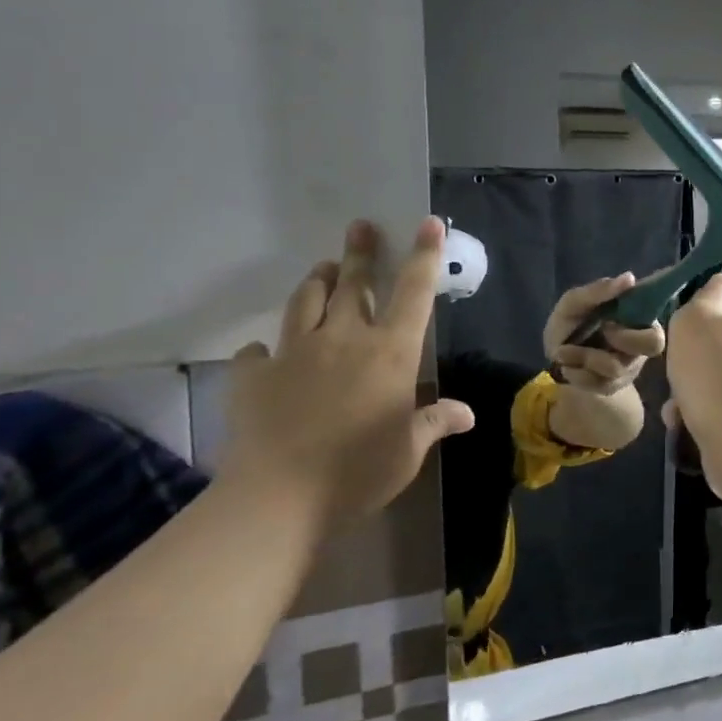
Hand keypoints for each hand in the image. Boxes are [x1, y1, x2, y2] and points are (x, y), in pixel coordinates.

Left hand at [220, 219, 473, 527]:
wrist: (279, 497)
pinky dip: (268, 346)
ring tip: (323, 270)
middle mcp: (345, 338)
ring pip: (306, 300)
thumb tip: (467, 413)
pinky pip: (259, 349)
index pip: (414, 292)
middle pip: (355, 283)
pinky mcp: (253, 374)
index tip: (428, 223)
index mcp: (391, 352)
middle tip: (360, 228)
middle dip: (359, 252)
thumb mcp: (409, 449)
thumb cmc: (360, 471)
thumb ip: (435, 421)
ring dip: (317, 281)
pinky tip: (269, 352)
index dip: (424, 255)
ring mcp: (295, 352)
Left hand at [543, 272, 665, 395]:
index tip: (608, 321)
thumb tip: (629, 278)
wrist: (554, 358)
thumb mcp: (574, 303)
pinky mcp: (612, 387)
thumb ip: (598, 290)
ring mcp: (628, 369)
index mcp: (638, 323)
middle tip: (600, 331)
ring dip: (585, 356)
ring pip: (616, 366)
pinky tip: (567, 366)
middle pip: (652, 346)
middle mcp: (640, 347)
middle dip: (621, 339)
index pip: (658, 329)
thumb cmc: (570, 323)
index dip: (637, 328)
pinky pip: (599, 384)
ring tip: (563, 351)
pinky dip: (577, 373)